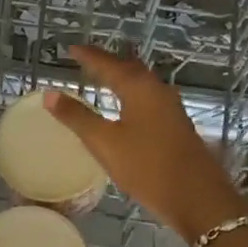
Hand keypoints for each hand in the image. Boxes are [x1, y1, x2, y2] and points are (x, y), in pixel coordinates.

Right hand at [44, 45, 247, 244]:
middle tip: (86, 60)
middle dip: (107, 63)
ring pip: (141, 84)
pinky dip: (131, 95)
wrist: (197, 197)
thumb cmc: (147, 167)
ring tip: (103, 80)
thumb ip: (76, 117)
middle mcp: (158, 91)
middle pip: (129, 68)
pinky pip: (148, 99)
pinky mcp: (176, 126)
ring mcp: (171, 108)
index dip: (88, 56)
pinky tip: (126, 108)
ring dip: (121, 78)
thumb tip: (50, 94)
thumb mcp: (104, 142)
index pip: (108, 64)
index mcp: (139, 88)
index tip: (71, 49)